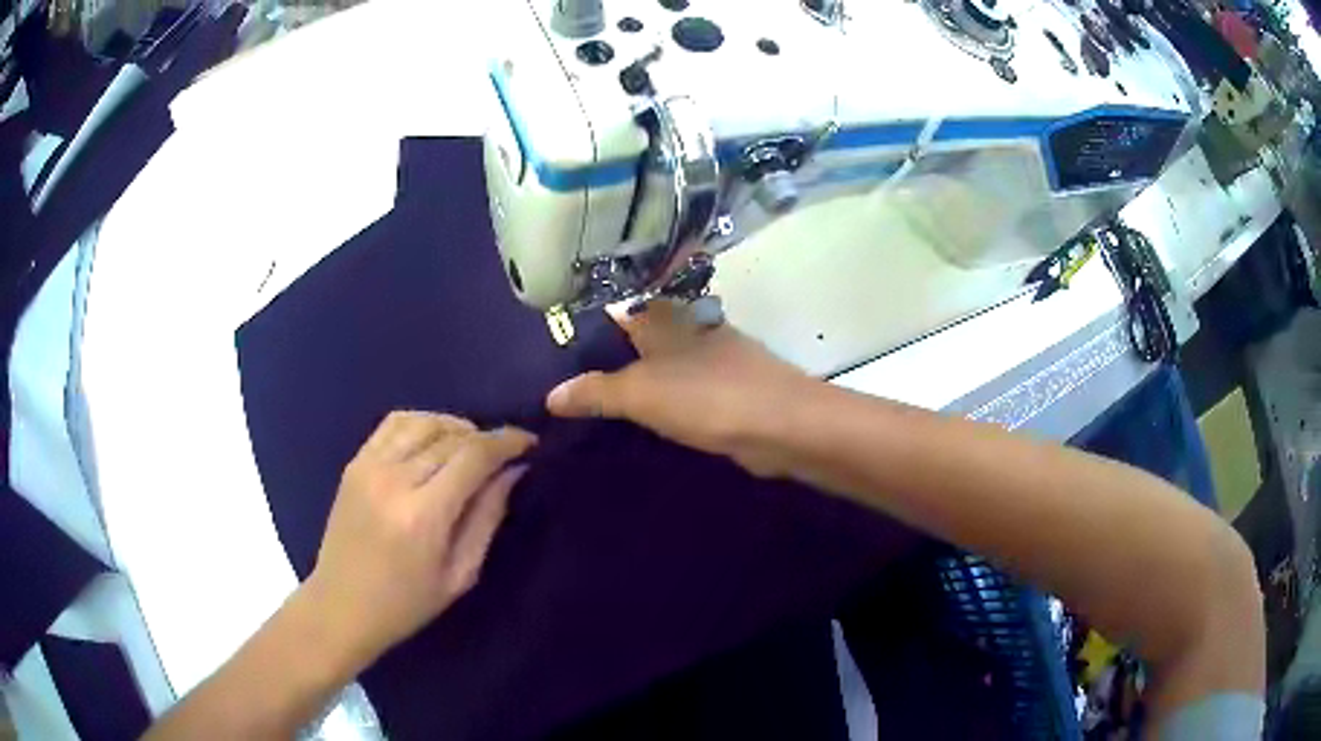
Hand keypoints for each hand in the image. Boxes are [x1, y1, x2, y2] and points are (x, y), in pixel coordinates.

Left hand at [304, 411, 536, 665]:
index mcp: (424, 515)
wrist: (342, 606)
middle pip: (451, 436)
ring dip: (455, 426)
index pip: (474, 456)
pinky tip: (433, 441)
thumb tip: (514, 472)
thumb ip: (488, 518)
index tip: (529, 443)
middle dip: (485, 438)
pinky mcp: (354, 463)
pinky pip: (394, 423)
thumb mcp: (460, 574)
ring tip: (469, 447)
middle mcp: (394, 479)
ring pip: (423, 421)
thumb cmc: (406, 603)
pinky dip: (421, 422)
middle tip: (503, 454)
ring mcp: (369, 466)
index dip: (507, 441)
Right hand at [546, 301, 810, 476]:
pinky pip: (686, 391)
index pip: (620, 310)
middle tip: (571, 382)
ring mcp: (715, 358)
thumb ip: (596, 392)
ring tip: (599, 405)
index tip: (560, 347)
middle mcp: (690, 329)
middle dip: (613, 356)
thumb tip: (551, 394)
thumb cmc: (706, 397)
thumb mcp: (641, 393)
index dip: (591, 326)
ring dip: (641, 381)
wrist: (782, 425)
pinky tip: (649, 421)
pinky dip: (667, 402)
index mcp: (666, 318)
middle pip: (643, 337)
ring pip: (666, 364)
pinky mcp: (732, 389)